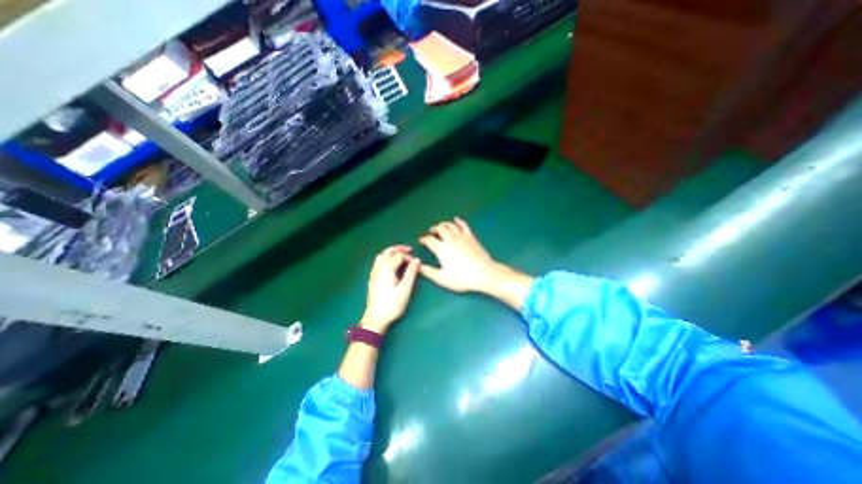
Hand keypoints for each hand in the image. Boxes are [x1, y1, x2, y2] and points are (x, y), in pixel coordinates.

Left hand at [361, 246, 420, 331]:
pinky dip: (386, 259)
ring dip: (391, 253)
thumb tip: (417, 260)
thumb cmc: (392, 304)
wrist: (376, 318)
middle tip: (409, 250)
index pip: (399, 256)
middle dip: (399, 249)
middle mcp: (378, 268)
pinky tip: (391, 266)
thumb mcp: (405, 289)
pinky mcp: (372, 278)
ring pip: (382, 256)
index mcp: (387, 268)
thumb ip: (411, 273)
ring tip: (401, 256)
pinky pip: (378, 262)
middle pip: (388, 252)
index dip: (409, 257)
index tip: (416, 264)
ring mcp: (374, 273)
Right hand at [417, 218, 505, 293]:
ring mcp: (461, 237)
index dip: (424, 239)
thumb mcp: (442, 278)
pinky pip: (463, 225)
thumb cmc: (462, 278)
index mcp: (442, 249)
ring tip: (440, 226)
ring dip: (443, 224)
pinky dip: (458, 221)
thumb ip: (428, 272)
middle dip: (434, 229)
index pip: (429, 240)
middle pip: (440, 229)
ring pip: (450, 225)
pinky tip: (456, 219)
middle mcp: (450, 240)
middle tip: (431, 231)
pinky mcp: (471, 237)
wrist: (483, 273)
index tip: (421, 240)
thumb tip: (418, 266)